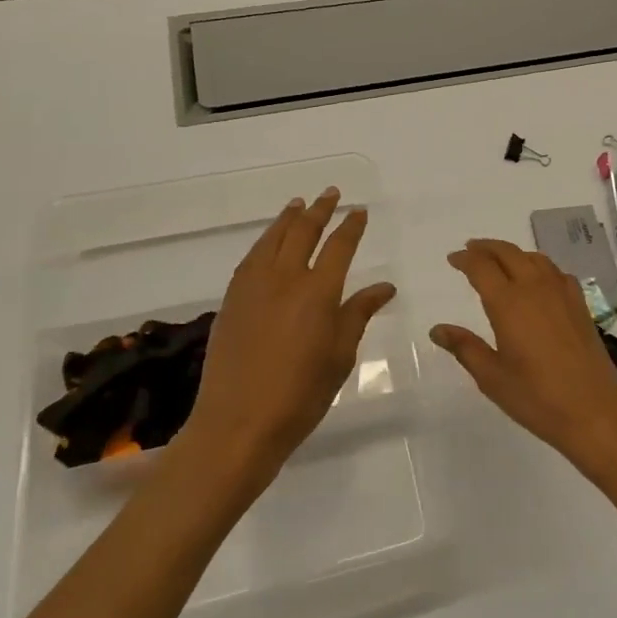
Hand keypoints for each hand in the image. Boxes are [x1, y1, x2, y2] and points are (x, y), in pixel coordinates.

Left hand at [179, 188, 395, 488]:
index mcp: (318, 292)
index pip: (340, 246)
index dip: (351, 226)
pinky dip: (265, 240)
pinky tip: (269, 241)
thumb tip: (383, 287)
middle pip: (304, 231)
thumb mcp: (340, 356)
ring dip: (289, 218)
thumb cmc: (301, 395)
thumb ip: (358, 314)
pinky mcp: (232, 299)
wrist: (237, 424)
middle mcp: (285, 278)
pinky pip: (252, 257)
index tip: (359, 211)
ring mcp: (254, 286)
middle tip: (331, 193)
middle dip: (320, 209)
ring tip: (299, 204)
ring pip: (273, 238)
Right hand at [431, 239, 616, 481]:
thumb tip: (437, 329)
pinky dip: (538, 265)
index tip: (453, 259)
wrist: (596, 410)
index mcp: (508, 303)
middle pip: (507, 252)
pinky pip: (554, 271)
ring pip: (533, 257)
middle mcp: (535, 288)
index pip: (481, 267)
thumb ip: (465, 348)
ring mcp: (561, 292)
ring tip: (499, 260)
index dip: (465, 259)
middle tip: (470, 250)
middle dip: (486, 248)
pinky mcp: (579, 303)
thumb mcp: (492, 377)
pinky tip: (537, 280)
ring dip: (512, 253)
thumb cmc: (537, 397)